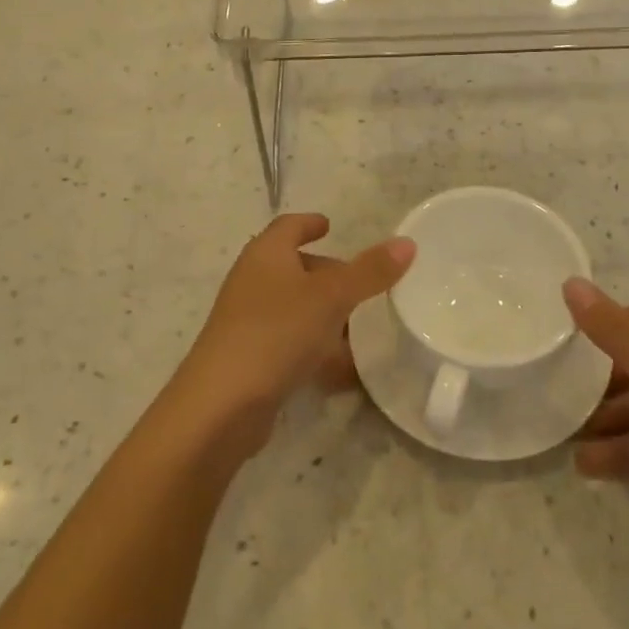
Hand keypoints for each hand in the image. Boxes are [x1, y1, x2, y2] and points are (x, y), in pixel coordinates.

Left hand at [168, 214, 414, 453]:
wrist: (222, 405)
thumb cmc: (276, 332)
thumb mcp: (331, 297)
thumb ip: (369, 271)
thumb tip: (407, 242)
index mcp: (266, 254)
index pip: (288, 226)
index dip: (309, 223)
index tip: (330, 225)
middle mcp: (252, 281)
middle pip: (294, 267)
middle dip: (327, 275)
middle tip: (363, 285)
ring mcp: (248, 322)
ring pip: (294, 308)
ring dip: (325, 316)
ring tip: (361, 330)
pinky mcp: (250, 359)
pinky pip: (290, 344)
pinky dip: (316, 349)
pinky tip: (344, 371)